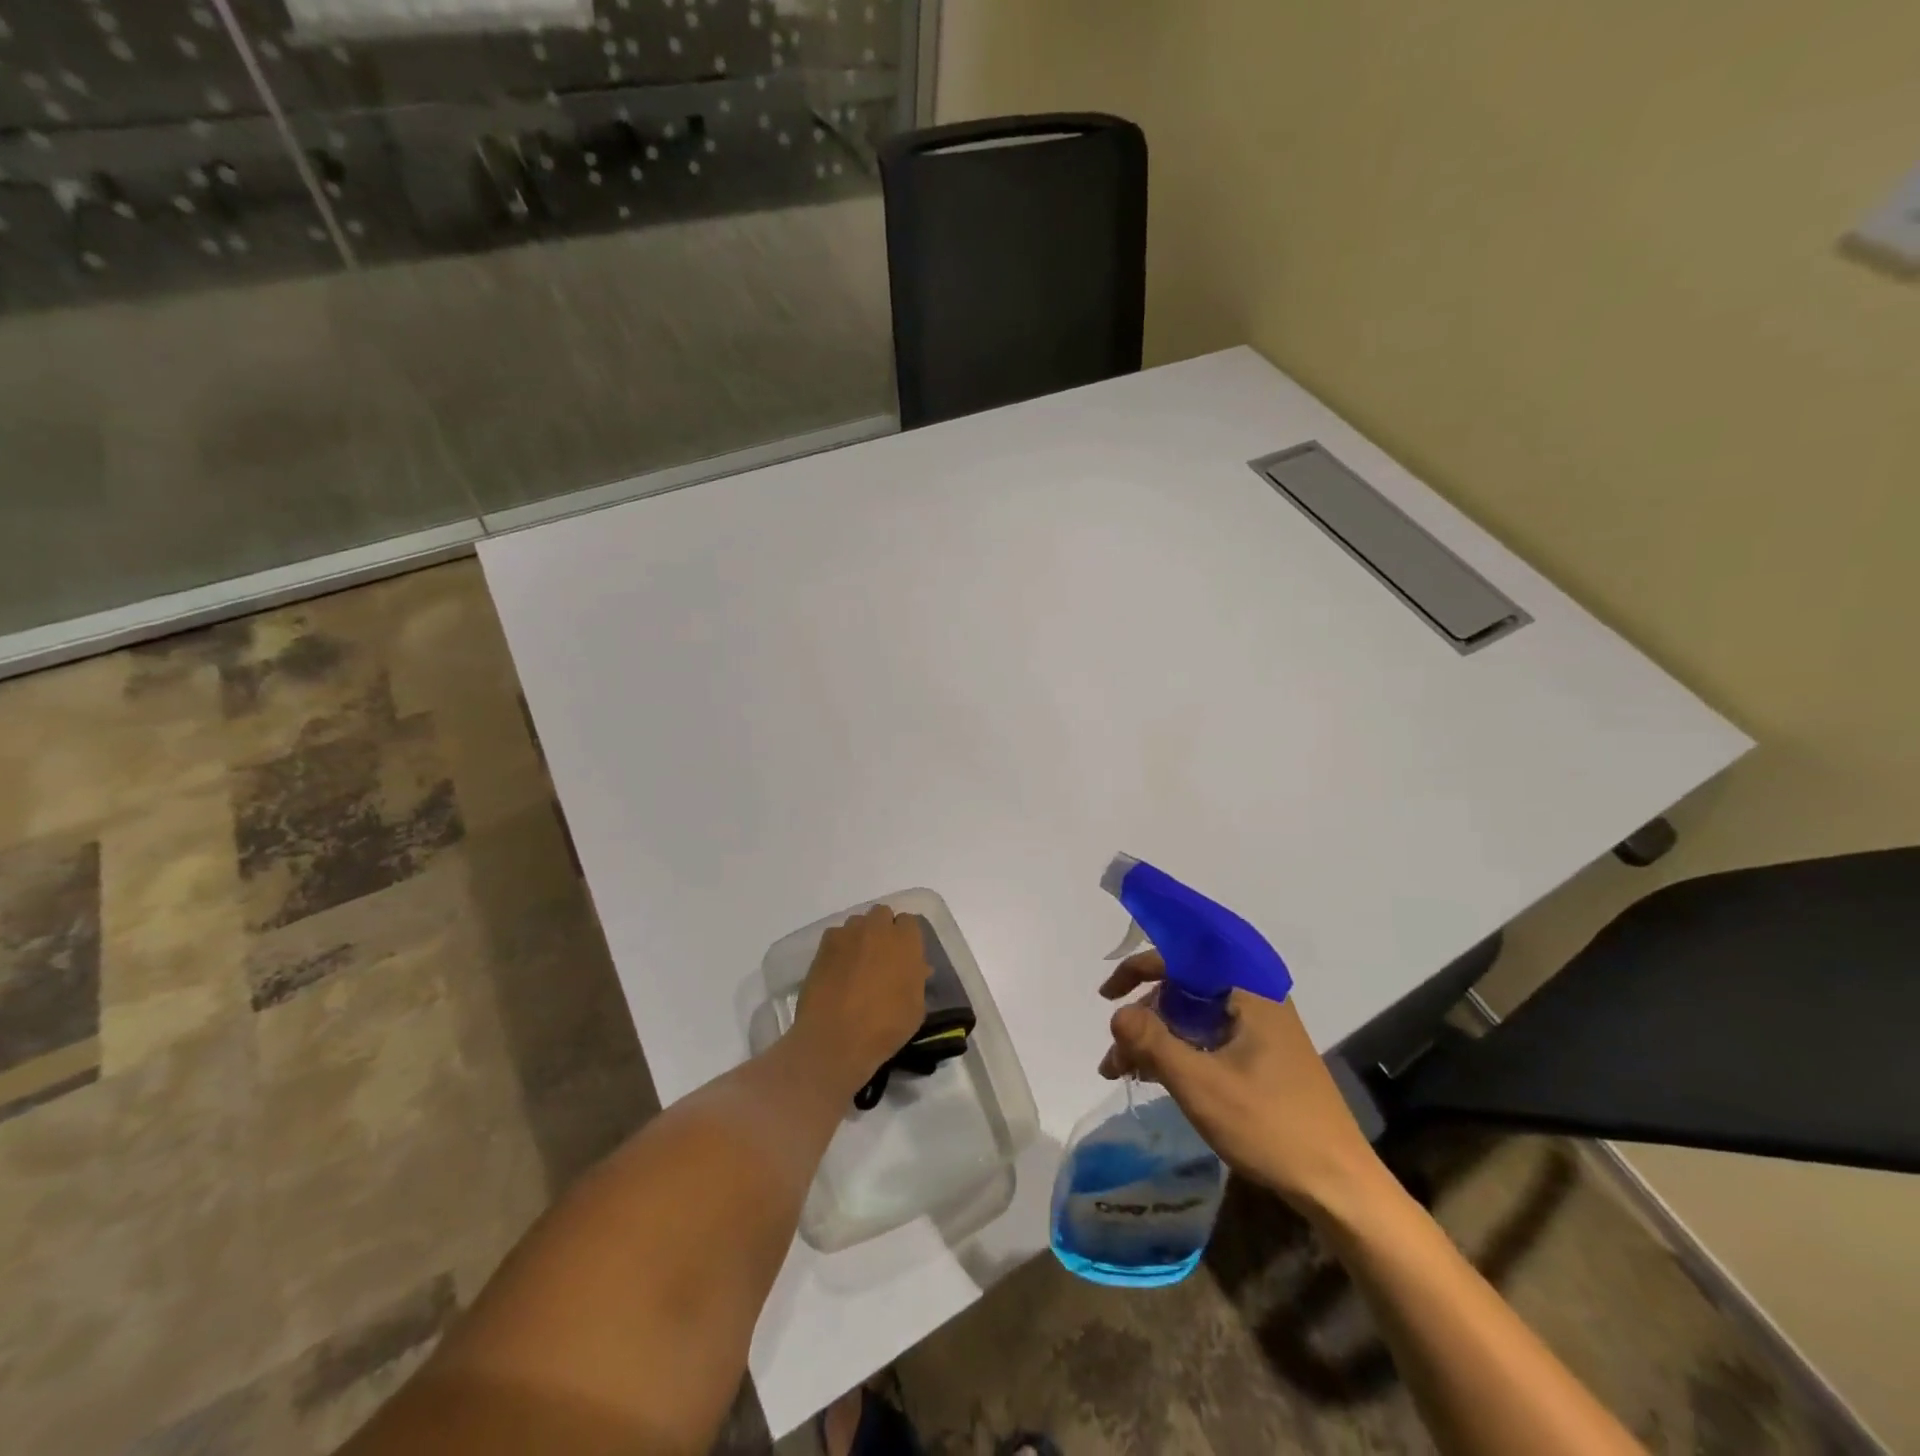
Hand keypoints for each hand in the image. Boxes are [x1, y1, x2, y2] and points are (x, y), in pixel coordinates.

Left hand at [793, 905, 930, 1092]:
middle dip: (883, 929)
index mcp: (905, 941)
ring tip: (858, 962)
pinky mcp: (823, 947)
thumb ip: (917, 980)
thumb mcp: (915, 1008)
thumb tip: (917, 968)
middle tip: (882, 956)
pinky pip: (836, 936)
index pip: (910, 922)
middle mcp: (877, 929)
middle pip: (882, 914)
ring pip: (857, 923)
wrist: (835, 1038)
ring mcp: (847, 935)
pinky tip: (838, 970)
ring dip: (861, 936)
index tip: (905, 955)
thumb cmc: (885, 1026)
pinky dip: (839, 947)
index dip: (907, 937)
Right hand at [1098, 952, 1385, 1220]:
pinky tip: (1153, 1077)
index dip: (1139, 969)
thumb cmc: (1270, 1126)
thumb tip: (1116, 1013)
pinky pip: (1208, 1038)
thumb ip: (1152, 1042)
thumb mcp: (1200, 1084)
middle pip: (1184, 989)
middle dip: (1143, 1016)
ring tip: (1122, 1072)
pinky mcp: (1263, 1058)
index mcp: (1248, 991)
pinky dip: (1178, 1053)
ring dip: (1156, 1039)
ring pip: (1192, 1018)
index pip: (1182, 958)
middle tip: (1115, 1054)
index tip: (1106, 996)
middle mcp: (1255, 1000)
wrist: (1339, 1187)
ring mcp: (1261, 1031)